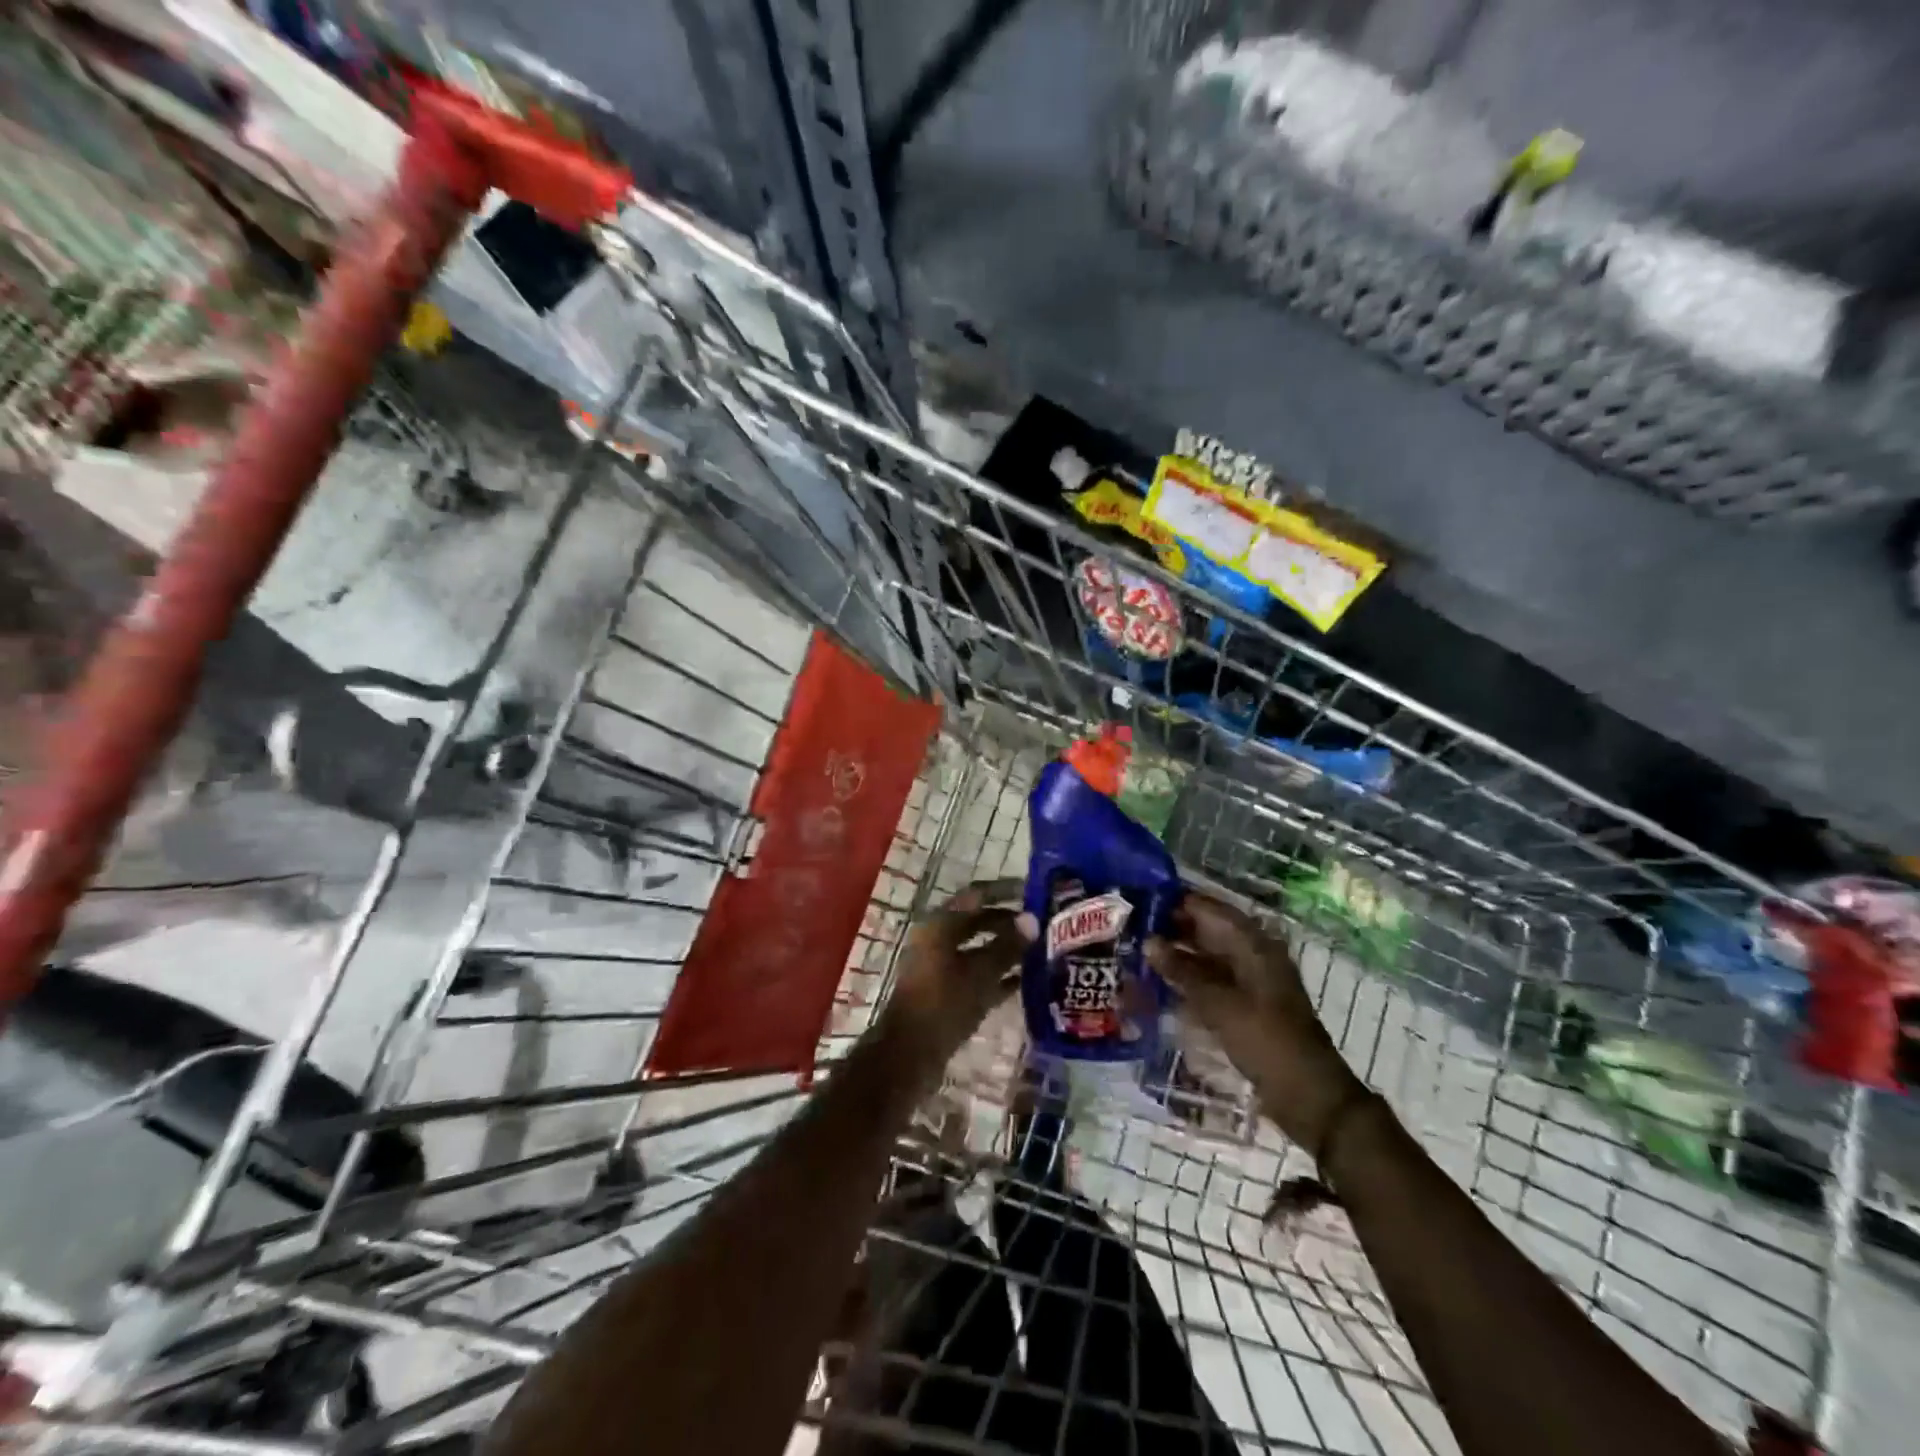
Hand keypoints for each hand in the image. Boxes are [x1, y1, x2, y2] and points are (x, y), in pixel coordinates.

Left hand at [879, 880, 1030, 1066]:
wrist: (910, 1056)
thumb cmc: (943, 1004)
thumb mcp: (980, 973)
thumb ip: (1007, 946)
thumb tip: (1033, 920)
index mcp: (939, 924)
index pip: (976, 895)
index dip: (1005, 890)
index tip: (1034, 890)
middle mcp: (938, 940)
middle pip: (978, 921)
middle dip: (1009, 922)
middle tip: (1044, 923)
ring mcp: (941, 967)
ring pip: (979, 950)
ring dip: (1007, 949)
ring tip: (1043, 949)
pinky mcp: (946, 993)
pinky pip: (977, 975)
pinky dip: (999, 975)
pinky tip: (1028, 981)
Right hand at [1148, 892, 1366, 1152]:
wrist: (1307, 1095)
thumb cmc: (1265, 1041)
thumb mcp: (1219, 1004)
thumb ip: (1182, 971)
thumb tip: (1149, 941)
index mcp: (1254, 945)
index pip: (1211, 909)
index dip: (1179, 902)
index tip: (1142, 900)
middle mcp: (1253, 956)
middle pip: (1209, 931)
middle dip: (1174, 928)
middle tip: (1133, 929)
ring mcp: (1251, 982)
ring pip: (1209, 957)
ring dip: (1179, 955)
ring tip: (1139, 953)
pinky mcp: (1246, 1006)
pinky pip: (1212, 982)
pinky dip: (1189, 980)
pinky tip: (1161, 984)